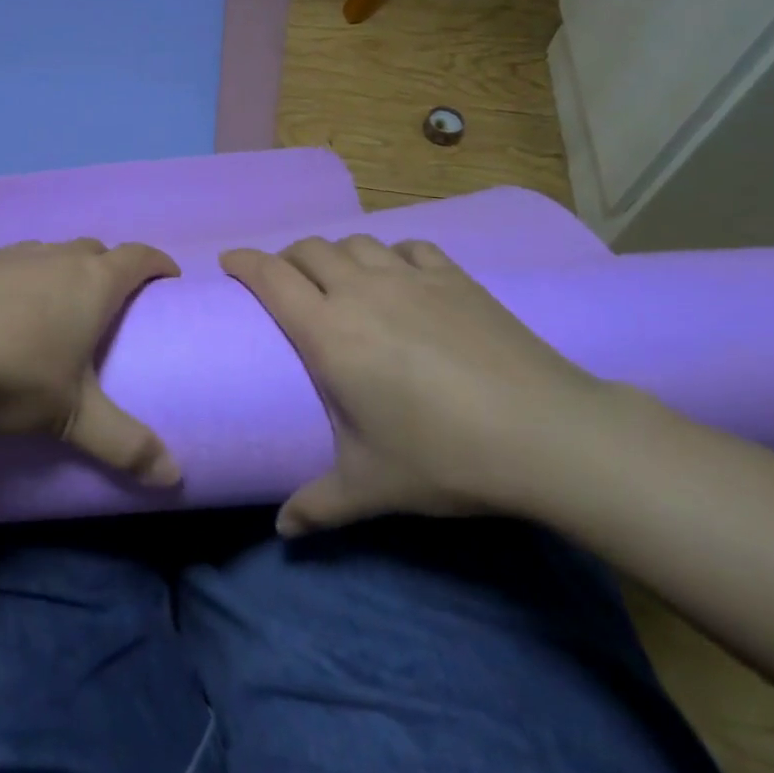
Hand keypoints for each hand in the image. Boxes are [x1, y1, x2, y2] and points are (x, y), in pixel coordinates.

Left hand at [0, 239, 182, 486]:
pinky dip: (18, 280)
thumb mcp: (72, 417)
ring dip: (62, 271)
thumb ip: (125, 445)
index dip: (157, 263)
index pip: (138, 257)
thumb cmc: (13, 371)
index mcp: (92, 282)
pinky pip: (8, 263)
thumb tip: (174, 477)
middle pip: (95, 249)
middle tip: (111, 302)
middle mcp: (55, 257)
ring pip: (49, 253)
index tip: (167, 277)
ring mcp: (10, 254)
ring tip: (55, 308)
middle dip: (110, 267)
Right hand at [221, 236, 603, 534]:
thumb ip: (318, 505)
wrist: (544, 432)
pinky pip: (408, 248)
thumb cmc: (443, 455)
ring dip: (336, 254)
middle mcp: (362, 292)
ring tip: (338, 279)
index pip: (271, 277)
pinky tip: (399, 275)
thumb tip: (283, 530)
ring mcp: (411, 278)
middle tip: (283, 282)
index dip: (244, 261)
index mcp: (329, 332)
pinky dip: (391, 254)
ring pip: (356, 242)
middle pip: (309, 249)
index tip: (229, 261)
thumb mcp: (371, 486)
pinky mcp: (454, 277)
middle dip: (286, 258)